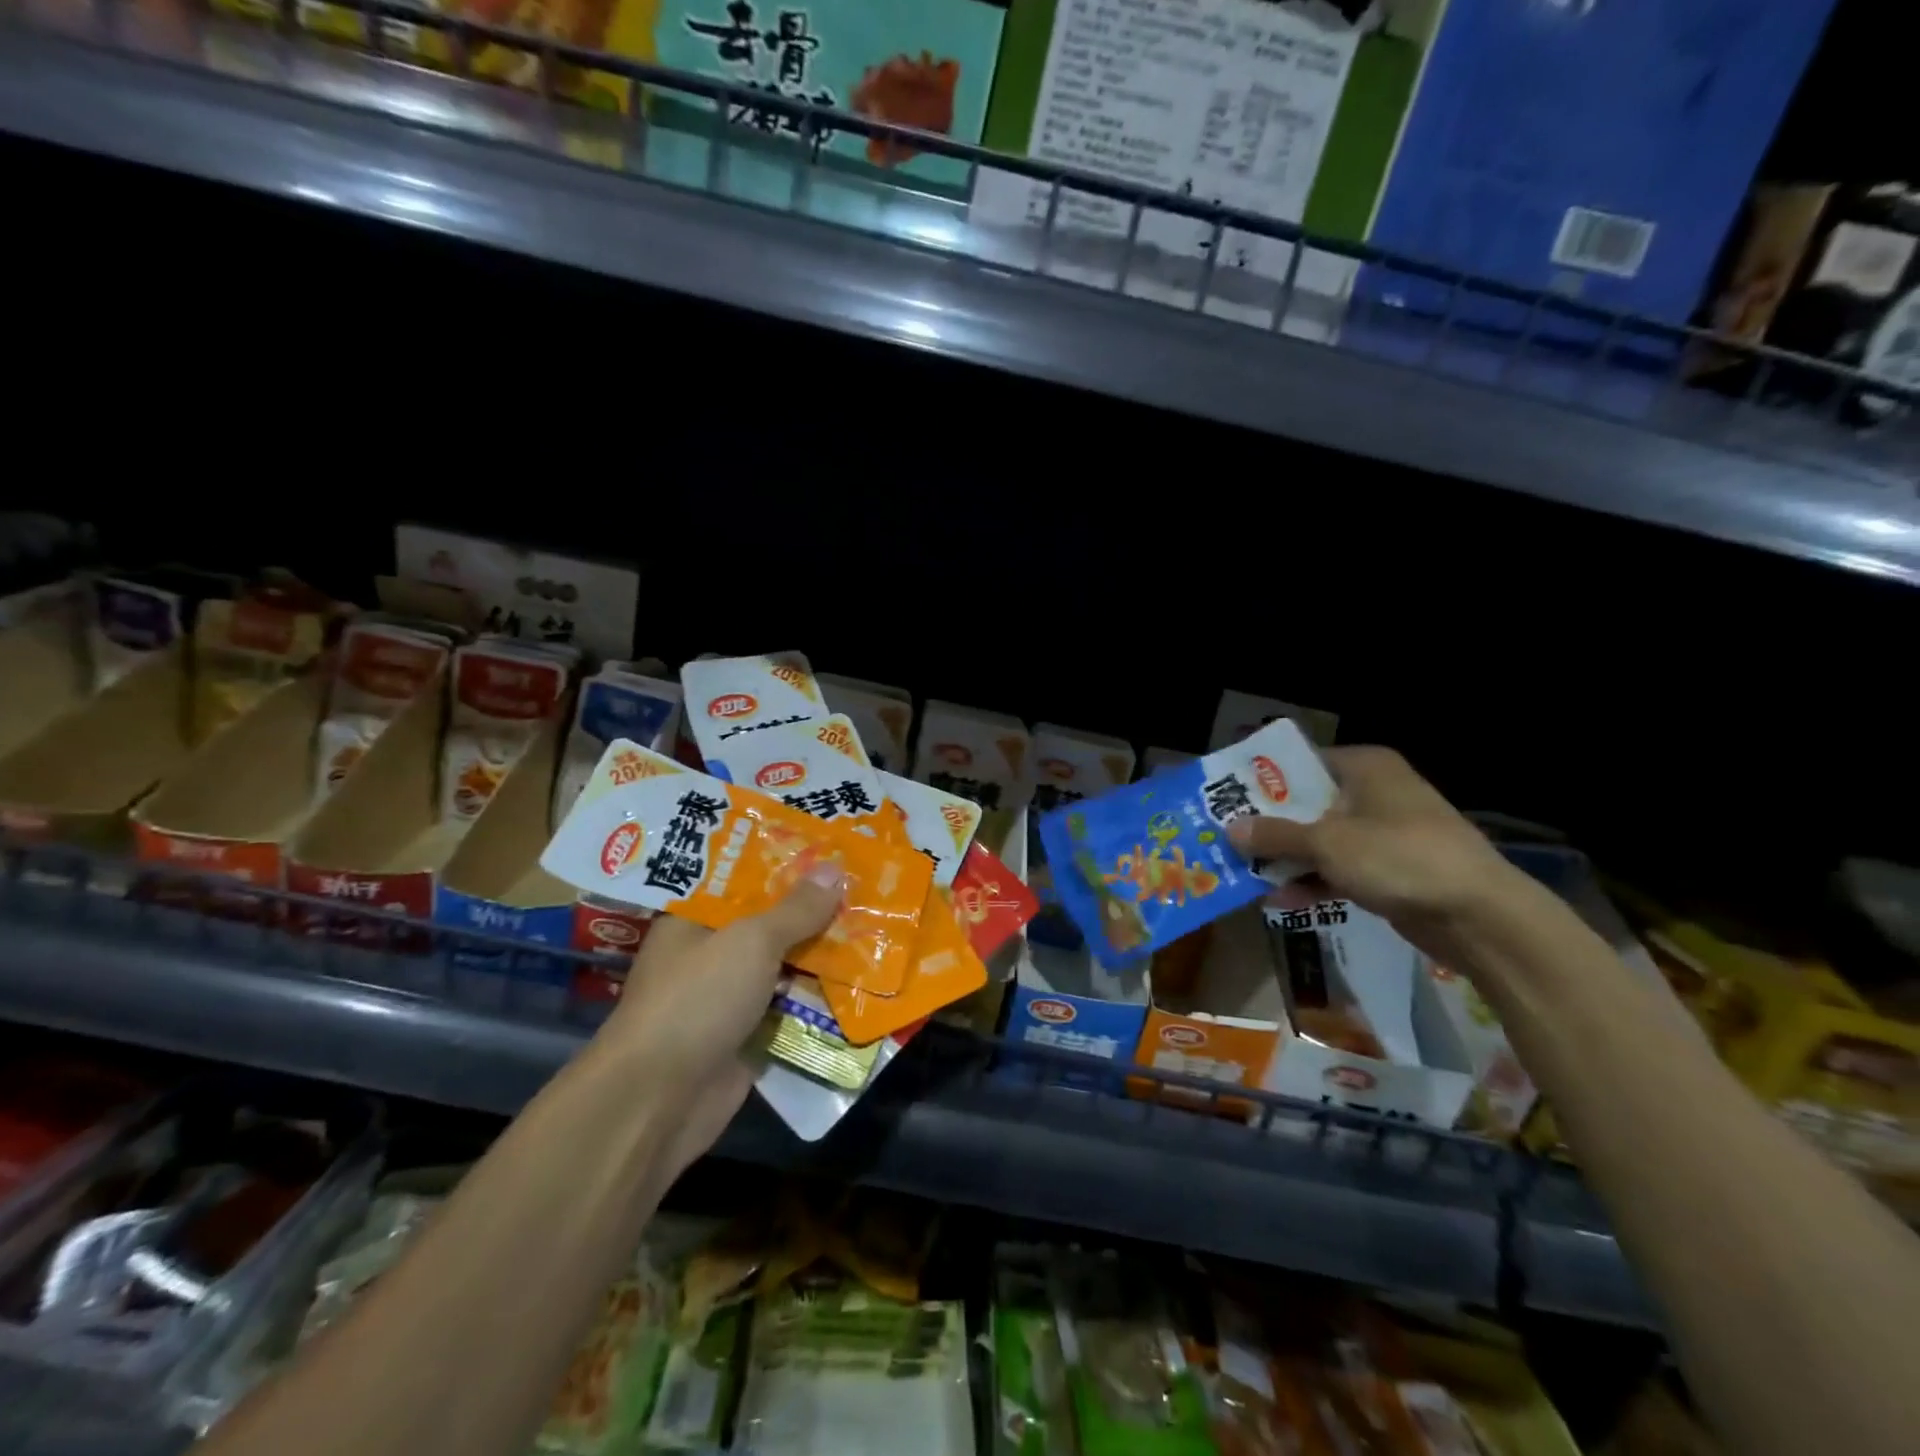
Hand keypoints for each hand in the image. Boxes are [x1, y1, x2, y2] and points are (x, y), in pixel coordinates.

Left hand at [604, 856, 844, 1179]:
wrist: (659, 1101)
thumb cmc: (697, 999)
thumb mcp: (751, 941)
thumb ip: (796, 909)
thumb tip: (834, 868)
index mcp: (695, 919)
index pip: (743, 879)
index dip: (784, 863)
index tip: (828, 847)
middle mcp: (710, 954)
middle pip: (769, 922)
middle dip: (814, 908)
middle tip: (866, 883)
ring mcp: (728, 997)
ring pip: (784, 965)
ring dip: (823, 953)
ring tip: (876, 923)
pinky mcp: (746, 1036)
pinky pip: (789, 1007)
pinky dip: (819, 996)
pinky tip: (863, 978)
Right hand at [1226, 745, 1524, 956]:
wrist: (1480, 916)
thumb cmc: (1400, 857)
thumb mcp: (1328, 844)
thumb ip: (1275, 836)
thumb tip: (1229, 830)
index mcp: (1364, 767)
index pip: (1300, 763)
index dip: (1261, 782)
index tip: (1225, 800)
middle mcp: (1373, 792)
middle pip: (1306, 804)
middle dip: (1269, 827)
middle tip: (1227, 840)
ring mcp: (1383, 832)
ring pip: (1320, 840)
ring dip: (1287, 859)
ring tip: (1245, 874)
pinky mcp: (1390, 869)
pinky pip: (1339, 868)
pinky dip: (1313, 881)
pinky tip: (1279, 901)